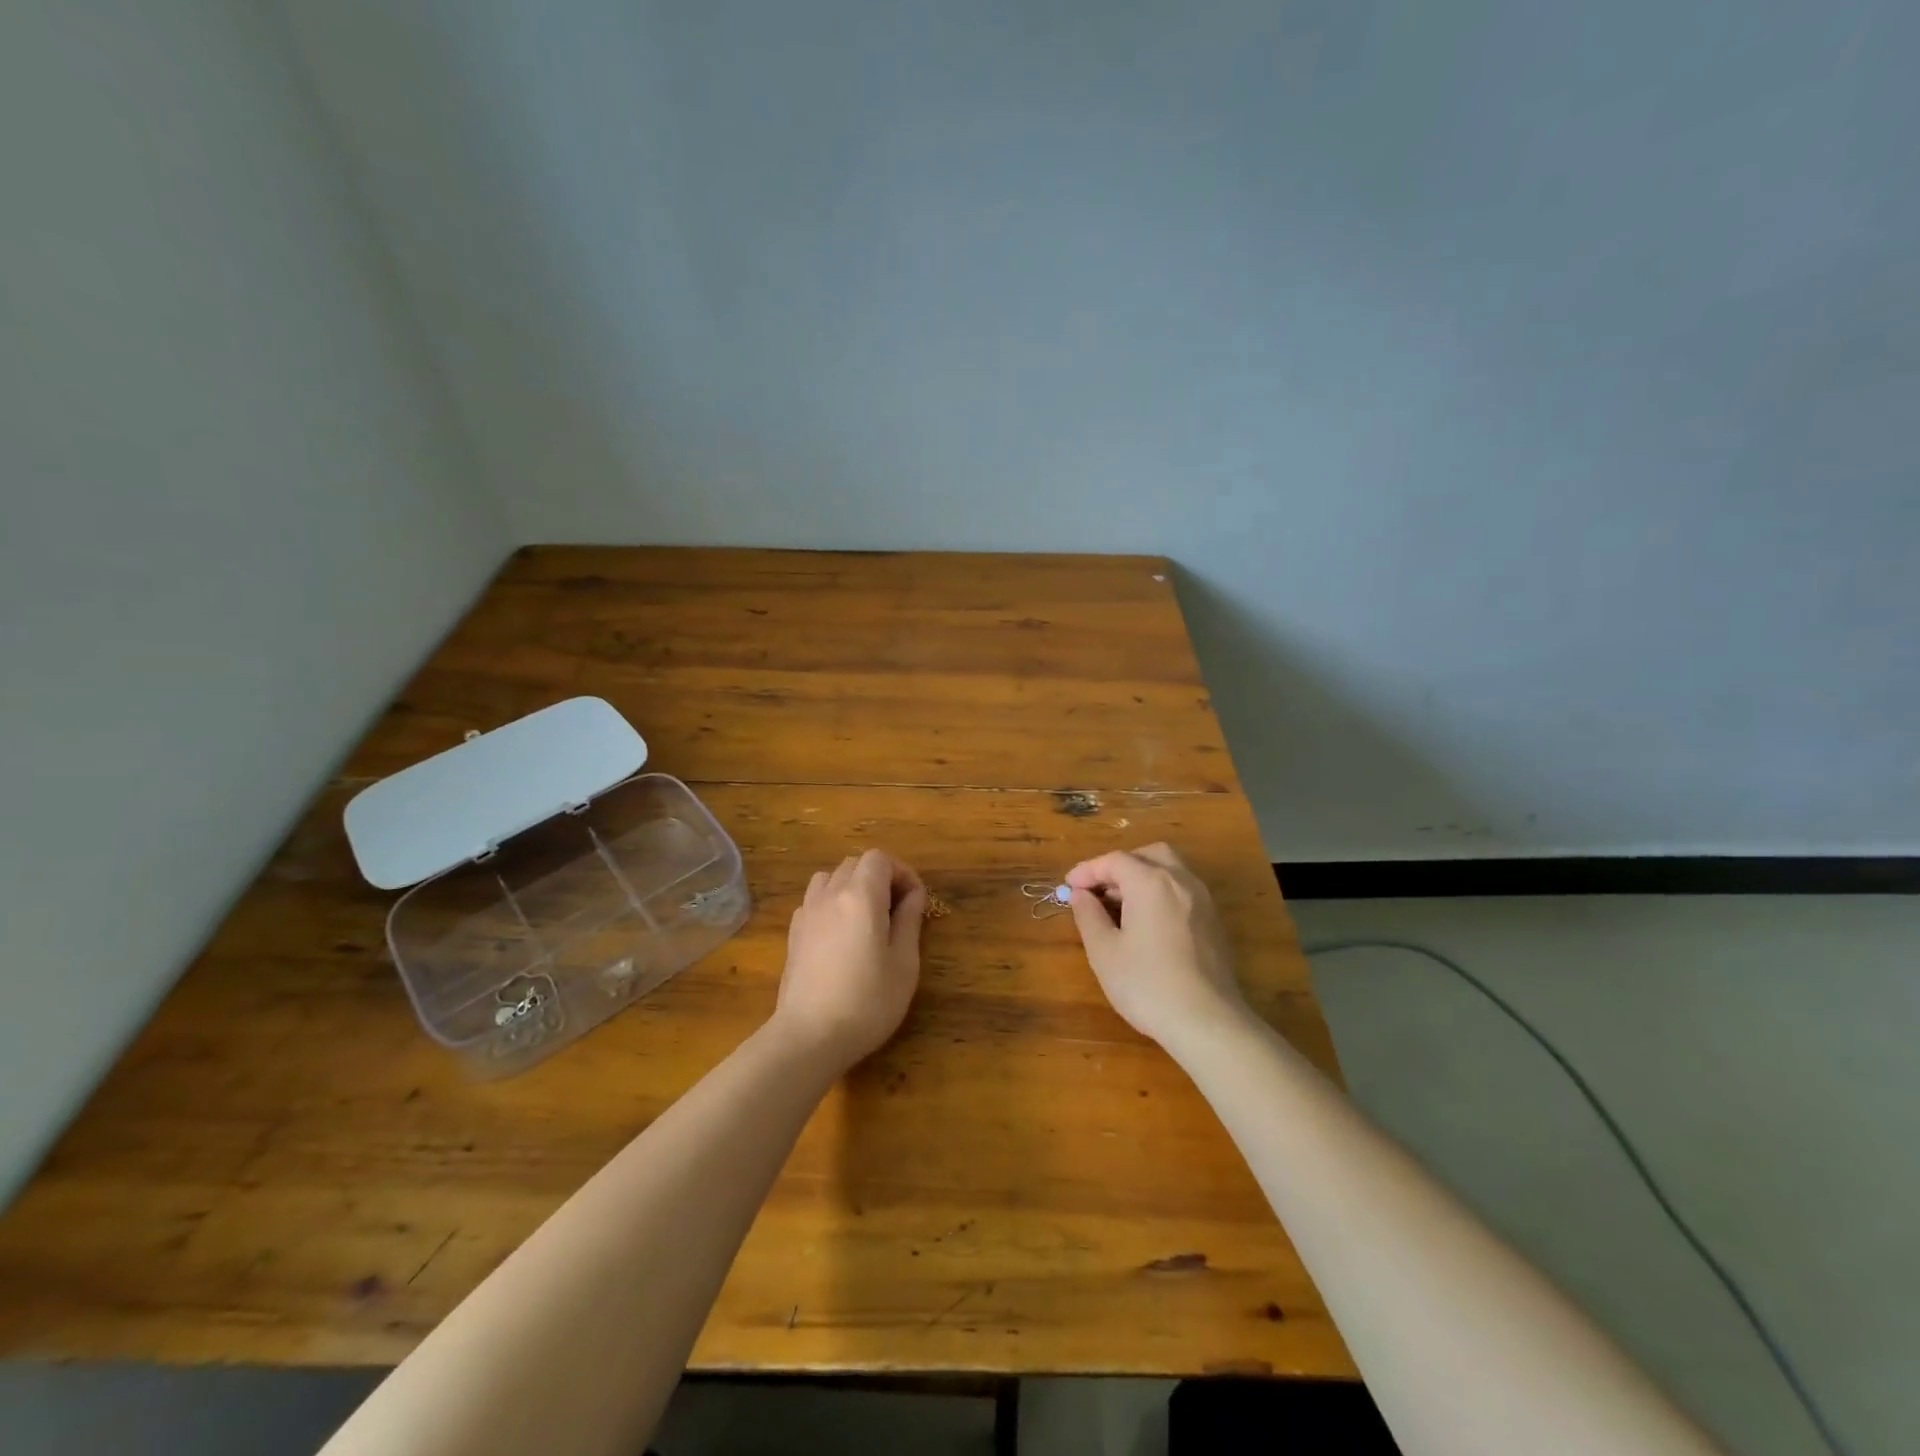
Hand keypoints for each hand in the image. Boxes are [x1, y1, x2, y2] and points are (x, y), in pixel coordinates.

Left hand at [773, 849, 927, 1071]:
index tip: (915, 901)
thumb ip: (909, 921)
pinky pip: (814, 900)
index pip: (880, 858)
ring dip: (851, 886)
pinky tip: (840, 934)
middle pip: (854, 864)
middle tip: (896, 911)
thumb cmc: (867, 1001)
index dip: (902, 872)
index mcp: (861, 896)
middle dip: (879, 877)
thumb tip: (913, 895)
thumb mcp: (904, 964)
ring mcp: (807, 913)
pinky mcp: (793, 934)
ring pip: (830, 878)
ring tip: (866, 917)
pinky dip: (831, 903)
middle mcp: (830, 895)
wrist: (809, 1037)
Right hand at [1065, 843, 1248, 1046]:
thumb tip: (1080, 895)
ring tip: (1120, 906)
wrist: (1208, 1023)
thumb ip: (1088, 916)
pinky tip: (1148, 923)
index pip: (1114, 861)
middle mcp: (1181, 881)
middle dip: (1120, 866)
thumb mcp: (1104, 952)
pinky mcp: (1215, 922)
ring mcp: (1203, 900)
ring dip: (1143, 877)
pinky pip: (1184, 892)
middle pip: (1148, 855)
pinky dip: (1162, 893)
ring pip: (1171, 870)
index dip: (1088, 871)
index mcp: (1151, 882)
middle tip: (1098, 890)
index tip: (1068, 887)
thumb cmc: (1147, 985)